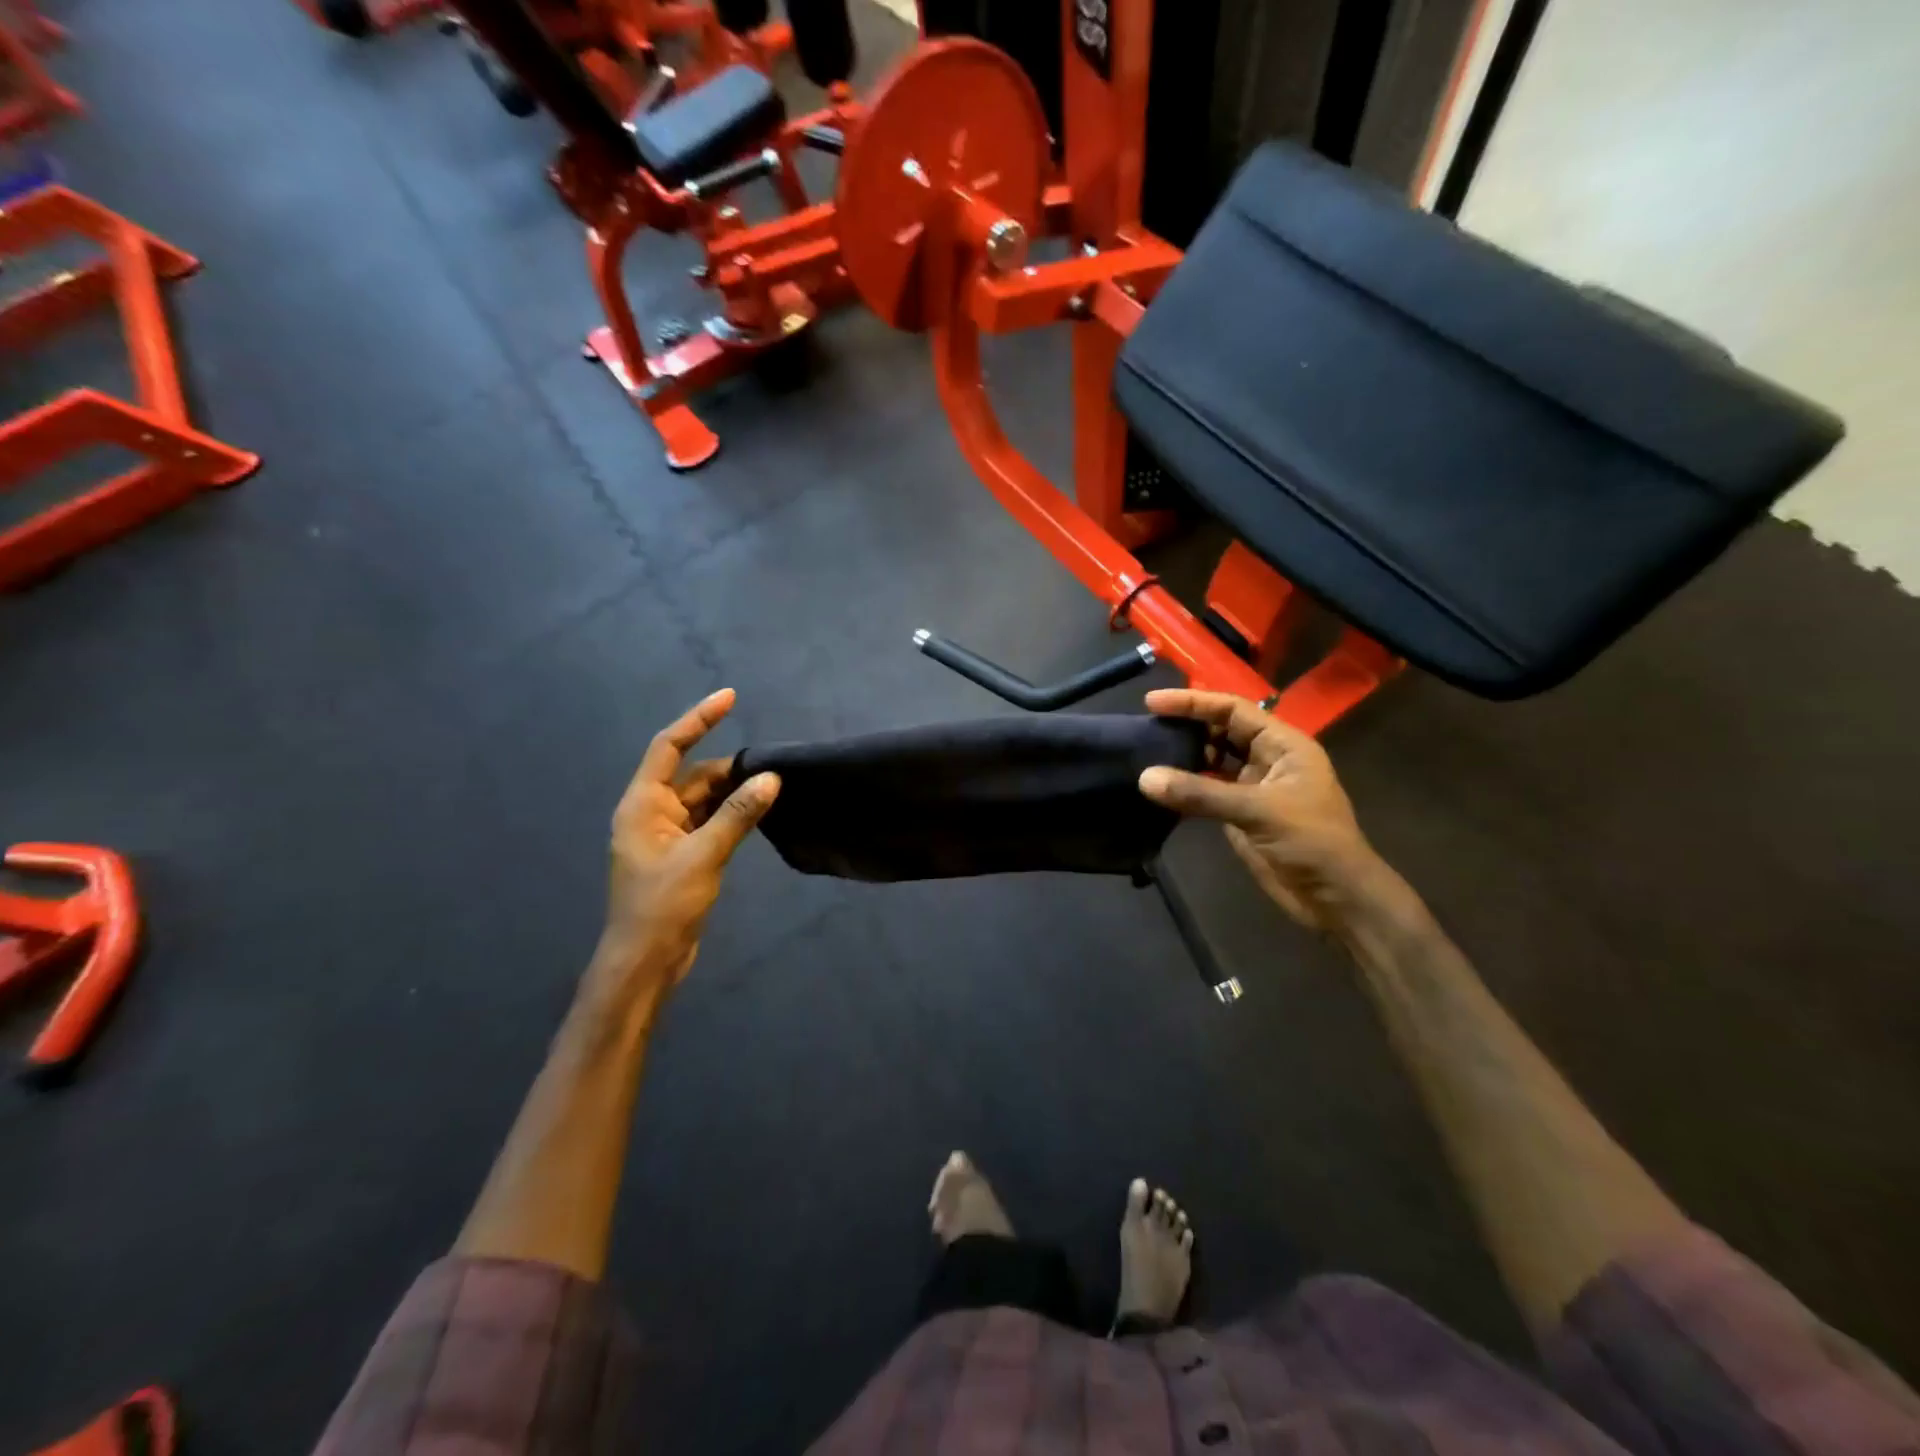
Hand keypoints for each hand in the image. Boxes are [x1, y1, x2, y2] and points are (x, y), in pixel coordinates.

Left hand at [596, 689, 779, 999]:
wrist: (645, 963)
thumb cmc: (663, 906)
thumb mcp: (704, 856)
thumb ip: (738, 815)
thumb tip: (771, 778)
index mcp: (642, 804)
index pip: (670, 746)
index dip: (699, 719)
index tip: (730, 697)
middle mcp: (652, 812)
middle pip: (692, 774)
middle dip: (729, 766)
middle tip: (772, 763)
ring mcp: (667, 835)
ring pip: (704, 799)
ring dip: (734, 791)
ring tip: (773, 783)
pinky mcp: (682, 855)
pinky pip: (709, 821)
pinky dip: (732, 814)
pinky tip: (759, 812)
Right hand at [1137, 689, 1391, 931]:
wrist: (1336, 898)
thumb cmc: (1310, 843)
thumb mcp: (1257, 811)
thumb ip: (1201, 793)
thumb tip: (1144, 778)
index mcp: (1284, 745)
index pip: (1233, 710)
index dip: (1193, 702)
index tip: (1152, 702)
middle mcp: (1268, 759)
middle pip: (1221, 730)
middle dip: (1187, 726)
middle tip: (1145, 727)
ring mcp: (1254, 787)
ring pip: (1213, 758)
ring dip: (1184, 755)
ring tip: (1146, 752)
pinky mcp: (1241, 813)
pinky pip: (1207, 789)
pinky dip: (1185, 785)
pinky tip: (1161, 785)